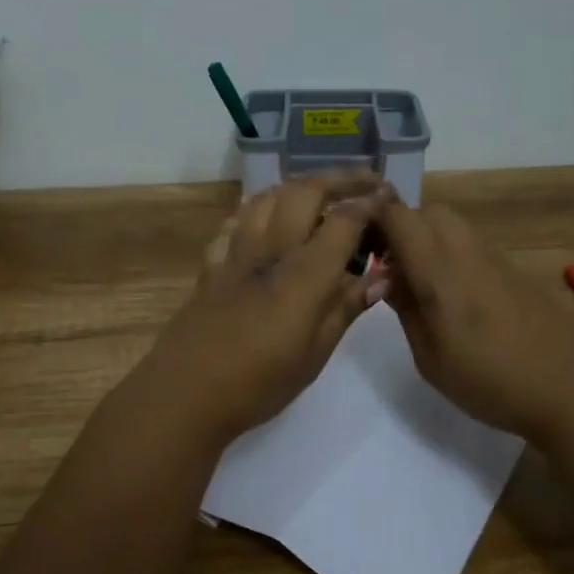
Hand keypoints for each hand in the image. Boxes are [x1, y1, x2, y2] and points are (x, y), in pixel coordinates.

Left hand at [134, 176, 390, 442]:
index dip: (369, 203)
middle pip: (304, 192)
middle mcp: (270, 250)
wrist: (186, 394)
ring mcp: (236, 253)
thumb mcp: (315, 354)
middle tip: (362, 184)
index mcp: (304, 275)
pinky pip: (235, 221)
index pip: (343, 220)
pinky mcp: (211, 264)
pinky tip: (265, 218)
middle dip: (338, 180)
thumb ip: (346, 308)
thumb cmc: (259, 383)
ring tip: (317, 196)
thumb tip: (380, 277)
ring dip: (297, 187)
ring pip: (267, 198)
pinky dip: (257, 209)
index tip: (388, 196)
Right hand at [374, 199, 573, 444]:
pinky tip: (456, 297)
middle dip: (403, 226)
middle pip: (430, 211)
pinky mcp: (517, 273)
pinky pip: (475, 247)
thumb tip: (387, 278)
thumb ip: (407, 311)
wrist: (572, 389)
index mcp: (440, 272)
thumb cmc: (491, 383)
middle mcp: (468, 253)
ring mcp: (497, 260)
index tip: (357, 234)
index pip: (400, 218)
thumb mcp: (431, 359)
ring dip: (430, 239)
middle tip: (390, 266)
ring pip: (454, 226)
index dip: (374, 215)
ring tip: (421, 283)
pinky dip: (454, 255)